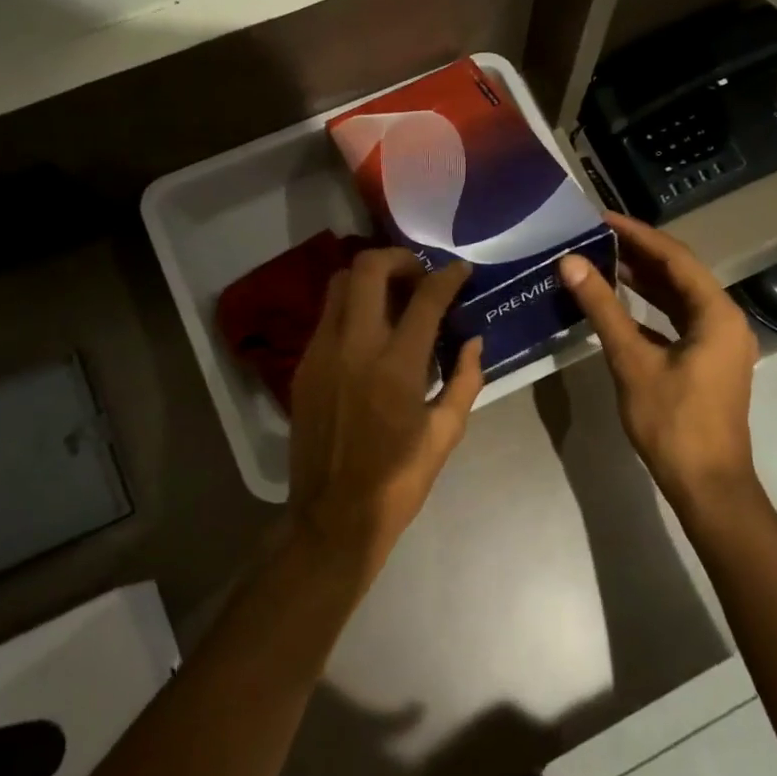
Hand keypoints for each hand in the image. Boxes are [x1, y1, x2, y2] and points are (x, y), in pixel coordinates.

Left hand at [286, 248, 485, 583]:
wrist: (332, 517)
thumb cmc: (399, 480)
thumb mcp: (446, 433)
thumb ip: (465, 379)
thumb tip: (474, 341)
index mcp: (396, 367)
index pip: (425, 298)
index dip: (447, 276)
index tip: (460, 271)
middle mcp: (353, 347)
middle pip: (367, 269)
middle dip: (399, 258)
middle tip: (420, 275)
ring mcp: (321, 353)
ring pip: (339, 284)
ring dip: (369, 278)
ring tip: (394, 296)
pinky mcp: (303, 366)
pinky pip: (327, 316)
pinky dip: (351, 307)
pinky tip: (370, 331)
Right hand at [559, 214, 759, 512]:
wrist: (707, 484)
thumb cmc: (672, 422)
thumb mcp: (632, 361)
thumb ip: (603, 309)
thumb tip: (571, 264)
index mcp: (716, 313)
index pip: (675, 257)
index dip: (637, 234)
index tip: (601, 218)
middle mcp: (725, 320)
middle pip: (680, 274)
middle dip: (640, 254)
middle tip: (597, 237)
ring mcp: (720, 343)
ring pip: (680, 299)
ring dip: (645, 281)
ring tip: (604, 262)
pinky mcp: (710, 362)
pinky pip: (679, 322)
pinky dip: (651, 311)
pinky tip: (621, 306)